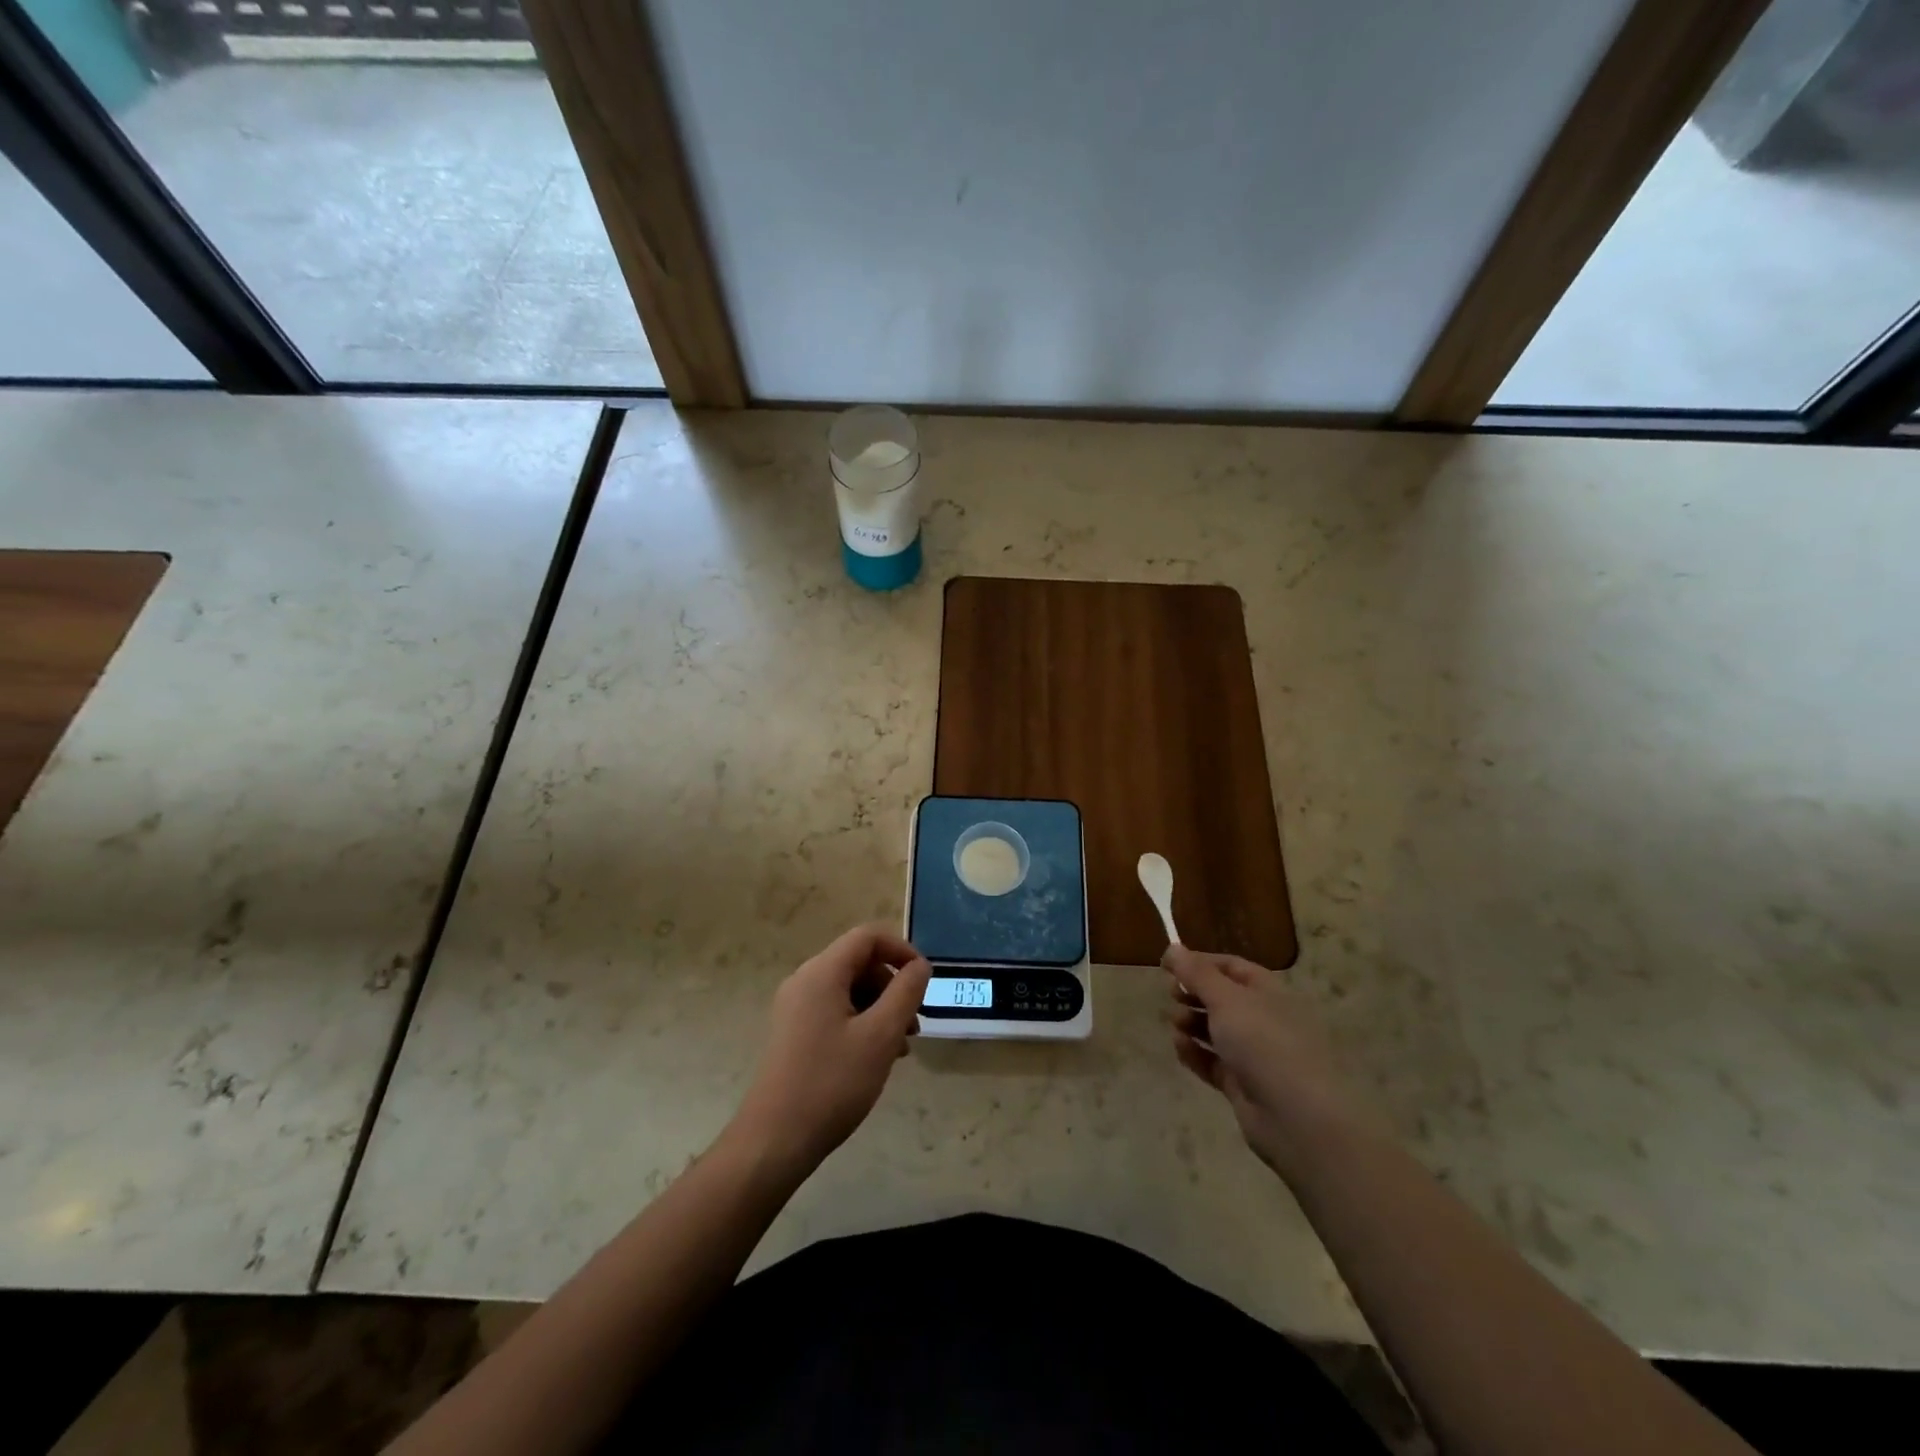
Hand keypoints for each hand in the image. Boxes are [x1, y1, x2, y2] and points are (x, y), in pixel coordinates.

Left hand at [729, 925, 931, 1179]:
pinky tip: (876, 1057)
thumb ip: (906, 993)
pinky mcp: (794, 1032)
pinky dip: (862, 1023)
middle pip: (859, 962)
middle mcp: (805, 981)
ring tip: (901, 1047)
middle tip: (914, 1024)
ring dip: (881, 1008)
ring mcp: (796, 1008)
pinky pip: (836, 1011)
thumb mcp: (881, 1036)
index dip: (901, 950)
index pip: (868, 936)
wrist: (774, 1141)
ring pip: (849, 989)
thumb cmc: (832, 1083)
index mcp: (822, 973)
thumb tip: (920, 965)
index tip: (924, 981)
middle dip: (892, 985)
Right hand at [1164, 945, 1374, 1178]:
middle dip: (1193, 994)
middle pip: (1221, 998)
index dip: (1198, 962)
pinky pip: (1213, 1062)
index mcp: (1267, 991)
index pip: (1230, 966)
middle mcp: (1263, 1019)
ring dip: (1191, 1023)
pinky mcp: (1243, 1084)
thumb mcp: (1225, 999)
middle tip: (1172, 996)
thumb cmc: (1263, 1043)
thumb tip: (1172, 946)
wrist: (1297, 1117)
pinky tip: (1180, 1048)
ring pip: (1215, 1030)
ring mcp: (1254, 1054)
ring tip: (1176, 1025)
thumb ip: (1196, 973)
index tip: (1166, 965)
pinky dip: (1195, 1053)